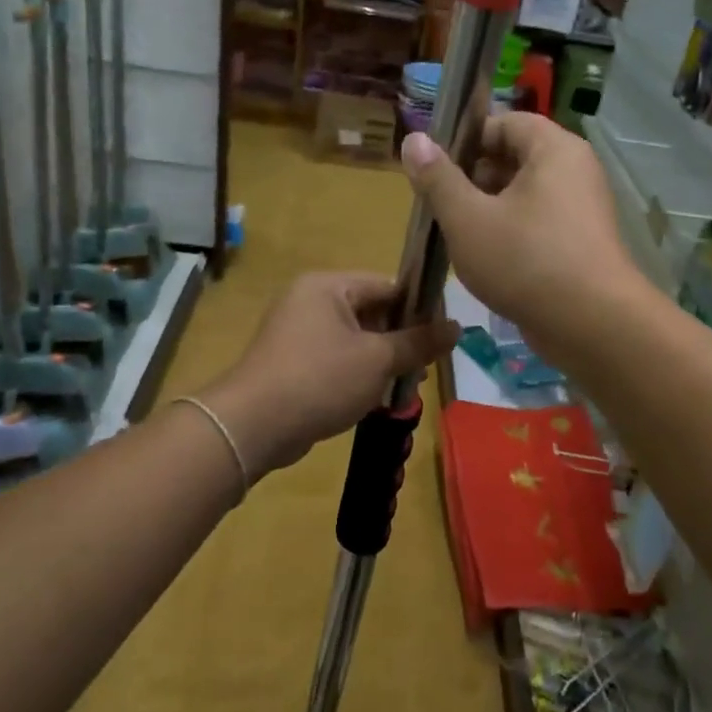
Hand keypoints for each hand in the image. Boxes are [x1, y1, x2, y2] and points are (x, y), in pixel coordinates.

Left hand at [199, 271, 458, 476]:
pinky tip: (375, 399)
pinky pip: (335, 360)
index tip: (443, 335)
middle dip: (400, 340)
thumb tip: (457, 327)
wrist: (254, 426)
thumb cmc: (321, 379)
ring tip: (406, 385)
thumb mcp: (378, 360)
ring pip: (355, 340)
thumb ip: (419, 342)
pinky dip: (357, 376)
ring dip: (381, 362)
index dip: (419, 309)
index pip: (387, 286)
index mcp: (328, 286)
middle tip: (426, 367)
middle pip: (371, 313)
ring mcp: (297, 333)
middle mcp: (309, 301)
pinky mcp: (291, 363)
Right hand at [400, 114, 644, 363]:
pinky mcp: (581, 243)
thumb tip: (413, 139)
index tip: (433, 165)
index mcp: (554, 149)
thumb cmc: (525, 261)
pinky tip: (483, 257)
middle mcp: (575, 170)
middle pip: (515, 158)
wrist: (591, 326)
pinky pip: (538, 223)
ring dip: (487, 208)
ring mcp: (582, 209)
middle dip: (472, 177)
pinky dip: (510, 231)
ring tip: (453, 232)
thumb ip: (438, 178)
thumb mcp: (468, 218)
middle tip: (437, 203)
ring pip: (524, 194)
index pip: (505, 122)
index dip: (466, 138)